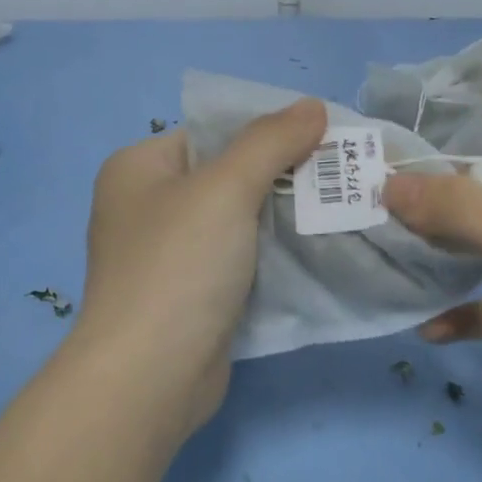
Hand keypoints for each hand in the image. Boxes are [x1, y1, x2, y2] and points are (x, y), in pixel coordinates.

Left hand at [76, 99, 326, 431]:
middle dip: (285, 177)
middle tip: (342, 176)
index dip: (267, 130)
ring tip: (342, 210)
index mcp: (138, 168)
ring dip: (285, 220)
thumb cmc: (178, 267)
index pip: (211, 132)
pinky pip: (240, 264)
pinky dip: (274, 259)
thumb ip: (270, 141)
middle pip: (228, 177)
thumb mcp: (225, 188)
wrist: (151, 377)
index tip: (323, 137)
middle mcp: (148, 208)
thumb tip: (313, 105)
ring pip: (239, 224)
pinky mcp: (193, 297)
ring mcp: (170, 257)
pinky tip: (319, 254)